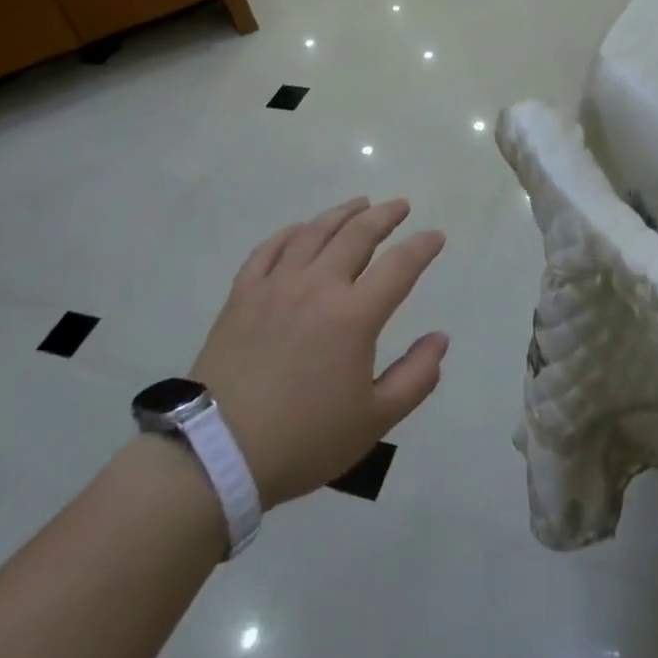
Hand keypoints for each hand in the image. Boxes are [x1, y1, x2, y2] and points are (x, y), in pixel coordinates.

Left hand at [192, 197, 448, 507]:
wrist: (217, 454)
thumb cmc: (304, 439)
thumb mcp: (374, 420)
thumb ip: (416, 377)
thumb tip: (440, 338)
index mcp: (354, 316)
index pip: (400, 266)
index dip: (422, 247)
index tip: (436, 236)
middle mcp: (318, 286)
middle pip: (357, 235)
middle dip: (384, 215)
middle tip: (400, 205)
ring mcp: (276, 286)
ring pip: (313, 233)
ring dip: (341, 214)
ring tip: (358, 204)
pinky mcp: (242, 295)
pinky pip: (268, 249)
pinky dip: (289, 233)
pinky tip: (300, 229)